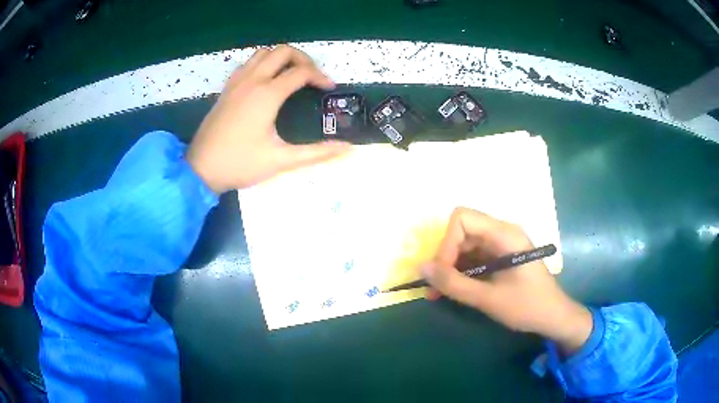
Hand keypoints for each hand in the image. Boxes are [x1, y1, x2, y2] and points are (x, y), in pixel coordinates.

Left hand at [186, 45, 350, 192]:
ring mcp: (236, 82)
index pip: (301, 72)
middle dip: (303, 59)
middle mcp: (252, 80)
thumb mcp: (281, 160)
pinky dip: (262, 64)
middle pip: (283, 51)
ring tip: (291, 75)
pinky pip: (247, 63)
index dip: (320, 77)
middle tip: (312, 77)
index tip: (329, 90)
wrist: (200, 169)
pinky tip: (265, 82)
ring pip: (262, 53)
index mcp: (267, 94)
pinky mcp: (226, 89)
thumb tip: (348, 149)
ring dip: (281, 58)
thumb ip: (316, 153)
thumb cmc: (240, 164)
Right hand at [421, 207, 592, 353]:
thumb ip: (453, 284)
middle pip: (461, 231)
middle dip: (444, 258)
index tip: (442, 273)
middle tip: (434, 288)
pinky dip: (460, 272)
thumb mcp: (488, 298)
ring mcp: (501, 245)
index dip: (447, 243)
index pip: (462, 219)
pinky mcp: (500, 257)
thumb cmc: (527, 306)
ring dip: (449, 267)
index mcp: (504, 234)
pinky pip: (473, 257)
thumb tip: (421, 267)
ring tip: (438, 294)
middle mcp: (501, 233)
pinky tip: (454, 290)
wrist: (553, 317)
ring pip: (464, 245)